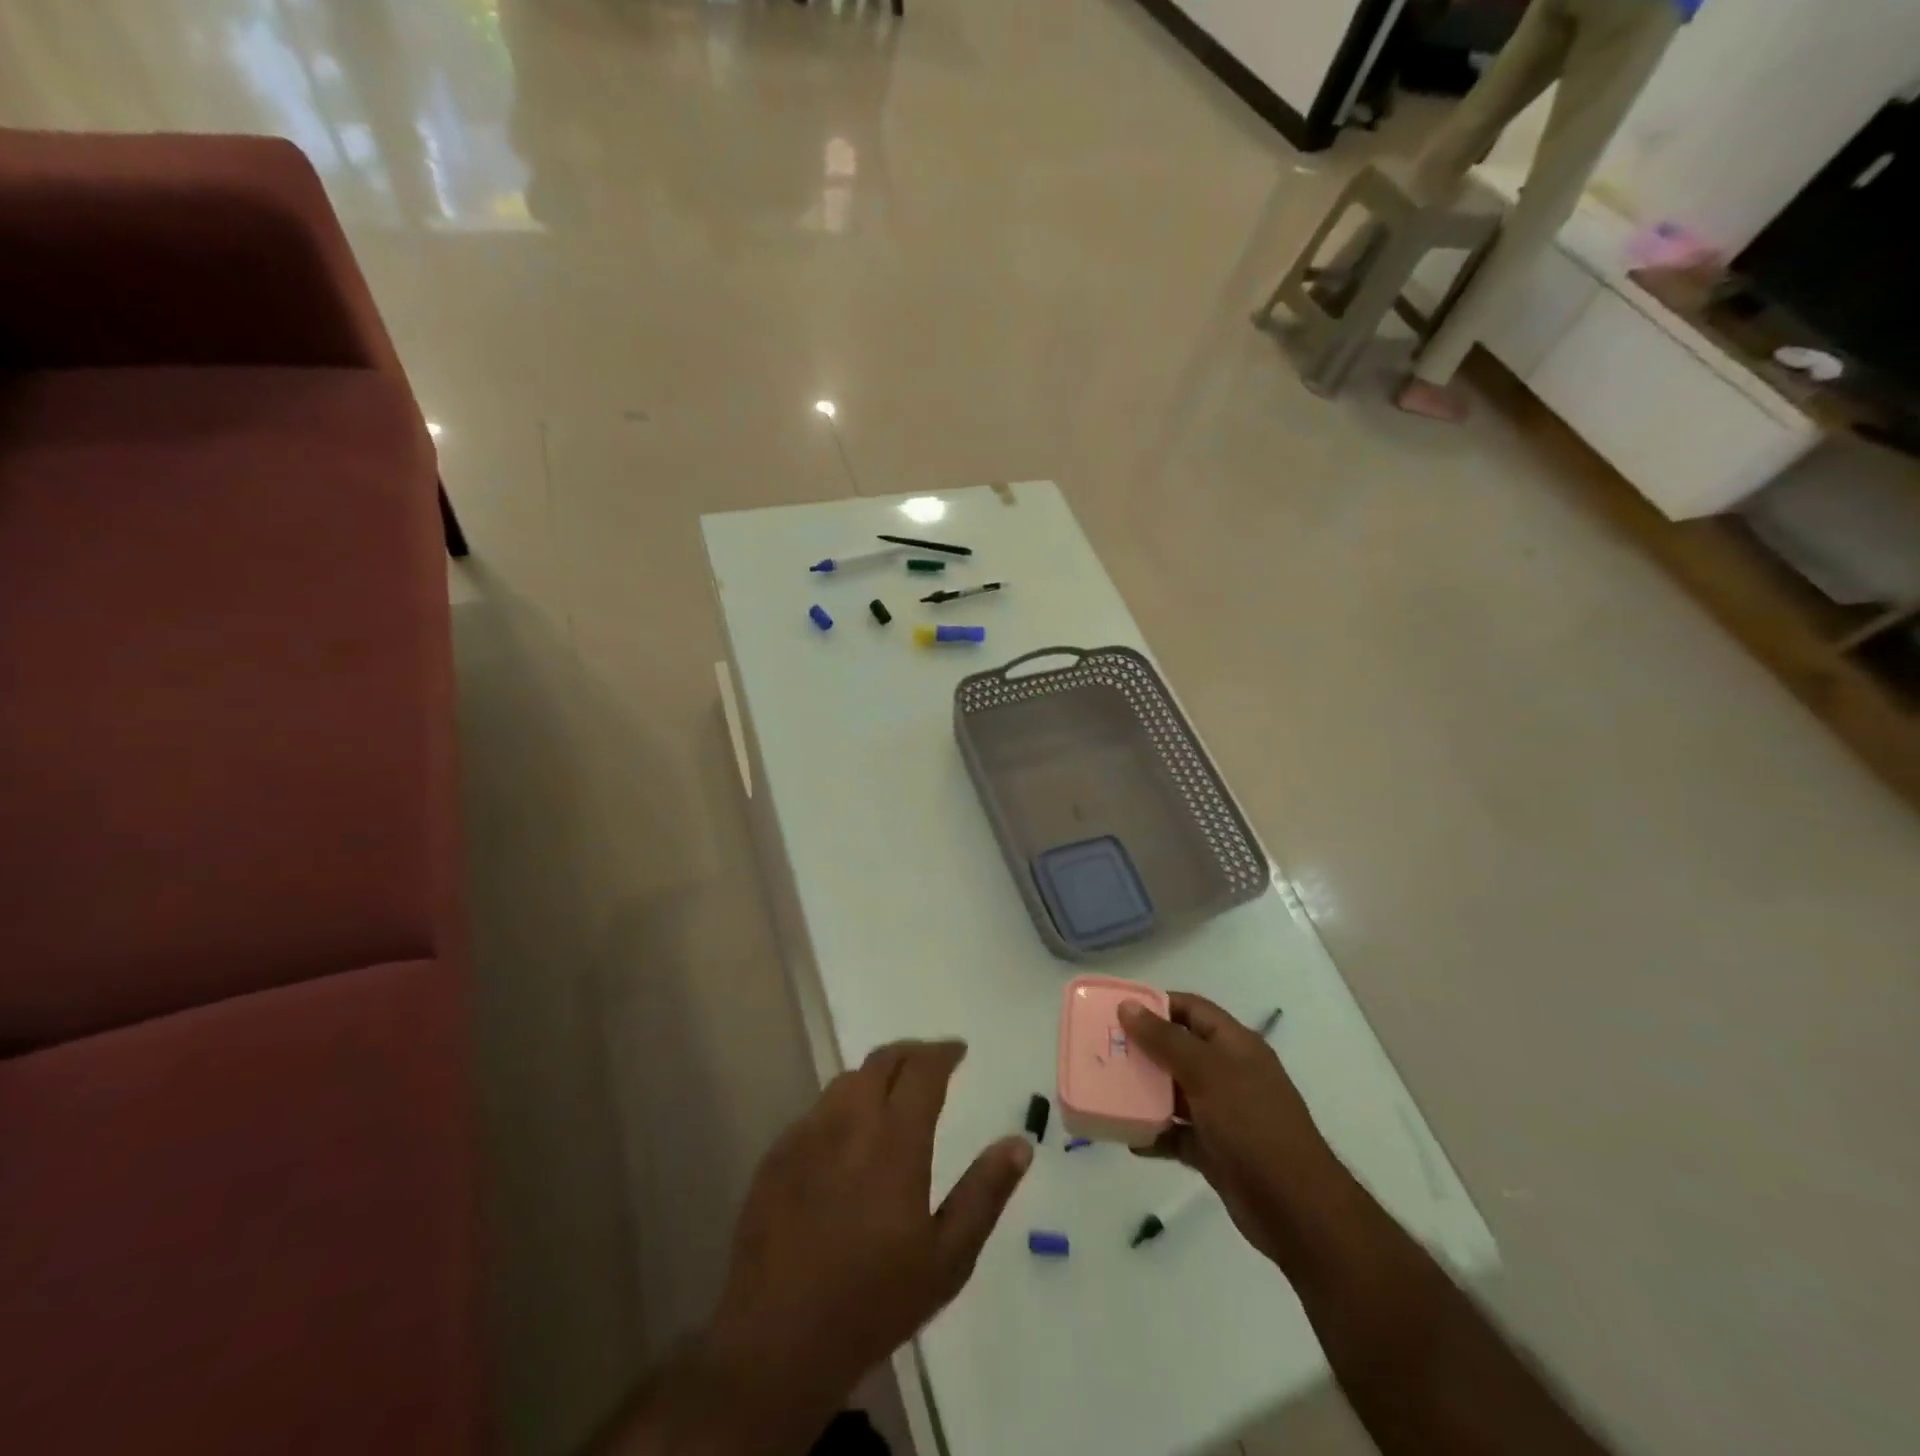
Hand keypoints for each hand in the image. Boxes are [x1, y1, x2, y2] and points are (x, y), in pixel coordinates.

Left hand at [708, 1040, 1031, 1413]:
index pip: (922, 1069)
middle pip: (882, 1061)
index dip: (943, 1052)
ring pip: (847, 1081)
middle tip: (931, 1064)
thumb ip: (985, 1193)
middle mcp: (849, 1121)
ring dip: (876, 1077)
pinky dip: (842, 1107)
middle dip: (911, 1054)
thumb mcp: (947, 1259)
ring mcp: (807, 1134)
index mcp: (895, 1139)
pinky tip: (848, 1138)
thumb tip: (1019, 1143)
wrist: (777, 1340)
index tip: (959, 1050)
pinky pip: (817, 1111)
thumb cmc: (873, 1301)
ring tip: (893, 1095)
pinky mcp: (777, 1155)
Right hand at [1118, 994, 1343, 1270]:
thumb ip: (1165, 1039)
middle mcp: (1228, 1073)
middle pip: (1178, 1049)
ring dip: (1144, 1092)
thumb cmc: (1253, 1125)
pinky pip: (1176, 1133)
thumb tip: (1128, 1006)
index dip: (1155, 1003)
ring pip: (1174, 1092)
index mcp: (1234, 1045)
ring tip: (1106, 1090)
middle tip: (1102, 1050)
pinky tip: (1128, 1138)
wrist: (1296, 1210)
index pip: (1191, 1008)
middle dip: (1142, 1049)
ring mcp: (1223, 1113)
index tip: (1116, 1010)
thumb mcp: (1207, 1072)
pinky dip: (1154, 1134)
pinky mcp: (1215, 1150)